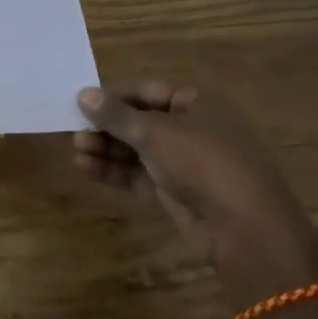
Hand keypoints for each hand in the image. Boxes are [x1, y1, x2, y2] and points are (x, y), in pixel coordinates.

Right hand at [75, 82, 317, 304]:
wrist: (243, 227)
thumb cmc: (201, 162)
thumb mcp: (153, 132)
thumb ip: (115, 114)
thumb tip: (83, 94)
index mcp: (196, 102)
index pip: (146, 91)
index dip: (113, 97)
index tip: (80, 104)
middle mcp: (191, 128)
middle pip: (139, 121)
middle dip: (107, 127)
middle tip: (74, 132)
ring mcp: (185, 162)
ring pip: (137, 150)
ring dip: (107, 150)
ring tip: (76, 152)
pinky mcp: (177, 191)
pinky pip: (140, 174)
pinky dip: (116, 171)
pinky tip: (88, 169)